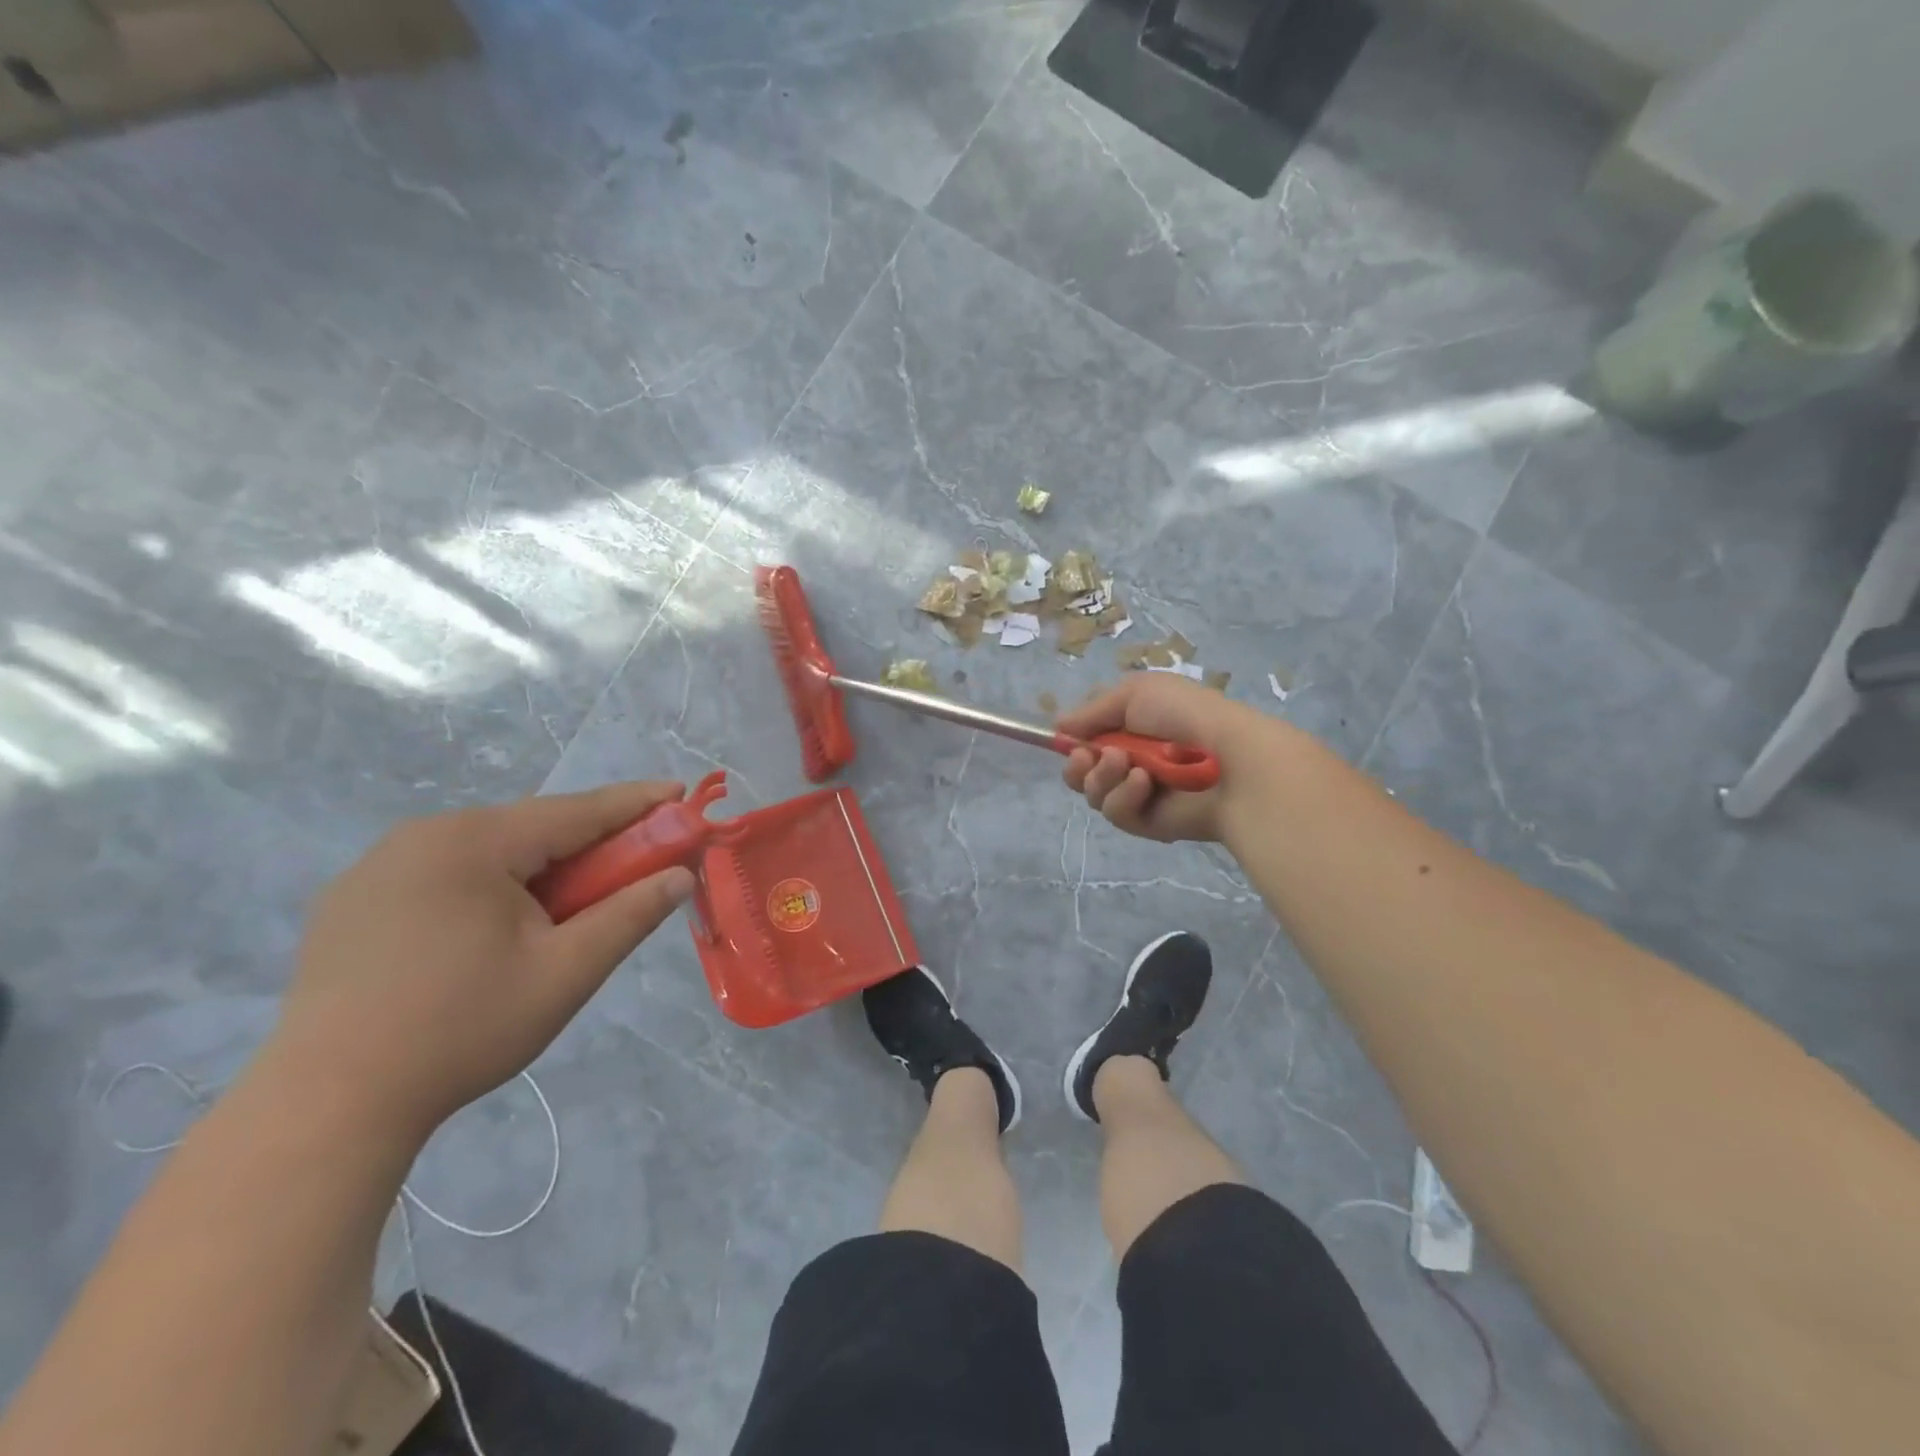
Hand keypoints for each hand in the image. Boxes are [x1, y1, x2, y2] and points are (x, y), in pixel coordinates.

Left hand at [269, 782, 695, 1137]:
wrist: (327, 1107)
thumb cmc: (463, 1028)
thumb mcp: (567, 971)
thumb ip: (631, 914)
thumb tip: (681, 875)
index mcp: (474, 842)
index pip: (577, 811)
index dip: (636, 804)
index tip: (680, 794)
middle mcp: (422, 836)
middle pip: (530, 829)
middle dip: (588, 845)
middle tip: (632, 869)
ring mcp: (377, 867)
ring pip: (487, 852)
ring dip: (538, 870)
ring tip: (564, 912)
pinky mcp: (351, 903)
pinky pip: (444, 875)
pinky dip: (488, 887)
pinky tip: (493, 932)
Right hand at [1059, 675, 1268, 842]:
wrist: (1231, 758)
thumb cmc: (1185, 716)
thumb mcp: (1135, 693)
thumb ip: (1092, 711)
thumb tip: (1059, 726)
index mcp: (1132, 729)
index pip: (1088, 741)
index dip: (1073, 742)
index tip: (1067, 740)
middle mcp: (1132, 761)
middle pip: (1082, 773)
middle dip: (1078, 765)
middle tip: (1087, 758)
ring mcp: (1140, 794)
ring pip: (1094, 794)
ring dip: (1102, 777)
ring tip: (1126, 765)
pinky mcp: (1148, 823)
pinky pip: (1117, 813)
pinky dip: (1124, 797)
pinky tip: (1144, 785)